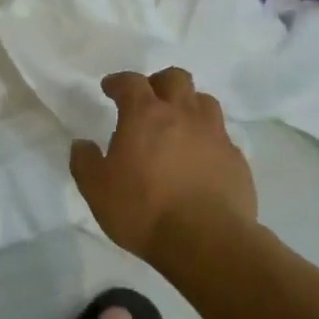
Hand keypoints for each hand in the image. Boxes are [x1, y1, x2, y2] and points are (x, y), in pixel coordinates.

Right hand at [70, 68, 257, 261]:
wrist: (206, 241)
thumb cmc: (143, 210)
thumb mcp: (97, 190)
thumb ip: (85, 162)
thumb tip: (82, 144)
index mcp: (146, 115)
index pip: (131, 82)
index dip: (118, 82)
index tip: (110, 88)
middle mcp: (183, 115)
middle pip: (176, 78)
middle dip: (159, 82)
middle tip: (148, 98)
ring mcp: (215, 134)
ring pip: (204, 101)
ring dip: (188, 105)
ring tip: (178, 124)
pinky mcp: (236, 159)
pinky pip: (221, 136)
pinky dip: (207, 138)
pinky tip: (200, 158)